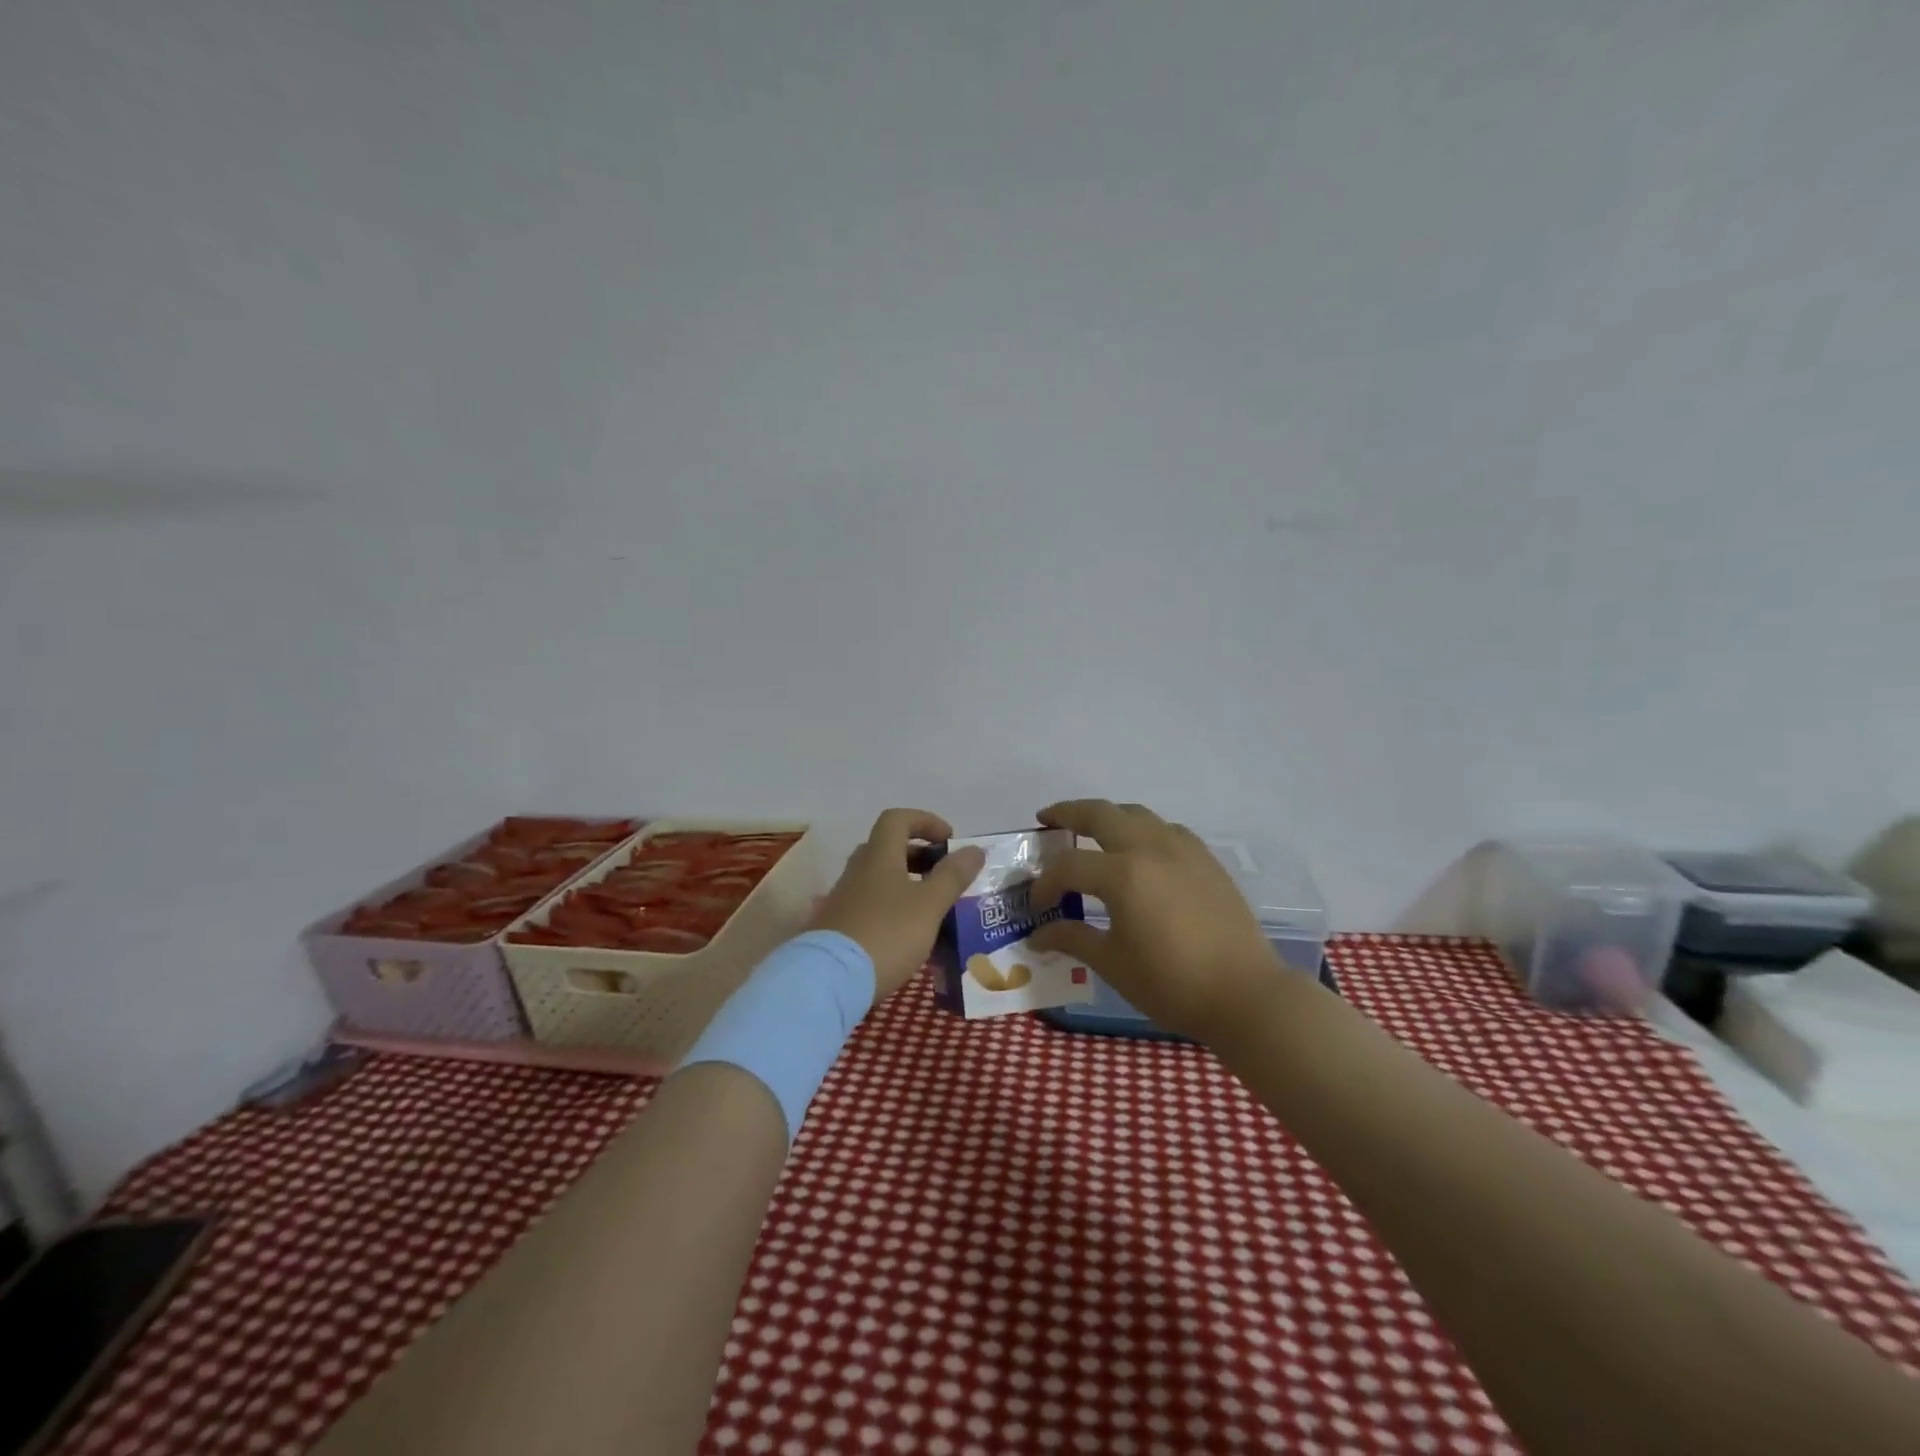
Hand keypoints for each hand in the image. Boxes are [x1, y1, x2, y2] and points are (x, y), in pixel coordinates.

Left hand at [811, 809, 984, 1000]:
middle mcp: (858, 869)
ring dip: (907, 883)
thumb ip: (953, 876)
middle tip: (945, 875)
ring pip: (879, 878)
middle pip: (889, 848)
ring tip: (933, 908)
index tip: (949, 840)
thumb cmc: (887, 934)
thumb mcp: (929, 905)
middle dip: (920, 855)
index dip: (926, 821)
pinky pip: (871, 903)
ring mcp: (844, 898)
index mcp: (879, 855)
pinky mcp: (838, 925)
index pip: (898, 818)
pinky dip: (893, 907)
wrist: (829, 980)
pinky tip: (909, 933)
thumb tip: (975, 849)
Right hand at [1029, 799, 1290, 1042]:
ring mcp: (1182, 848)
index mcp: (1123, 874)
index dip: (1045, 884)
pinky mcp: (1205, 858)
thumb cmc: (1172, 983)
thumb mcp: (1112, 963)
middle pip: (1099, 814)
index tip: (1038, 906)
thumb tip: (1037, 935)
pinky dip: (1141, 830)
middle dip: (1067, 814)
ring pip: (1135, 813)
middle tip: (1047, 821)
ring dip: (1106, 816)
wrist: (1245, 994)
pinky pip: (1165, 829)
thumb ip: (1072, 939)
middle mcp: (1150, 848)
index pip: (1068, 867)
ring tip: (1089, 831)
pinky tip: (1139, 852)